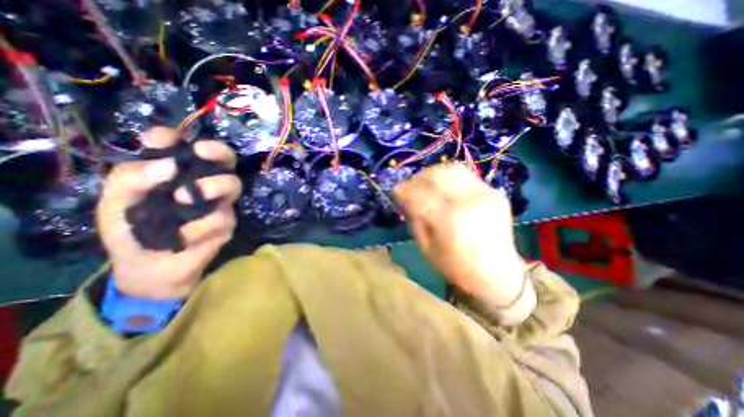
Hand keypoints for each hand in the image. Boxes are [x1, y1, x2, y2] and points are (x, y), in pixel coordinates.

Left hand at [96, 127, 240, 299]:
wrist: (148, 268)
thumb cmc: (130, 230)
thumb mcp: (116, 202)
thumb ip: (133, 178)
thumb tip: (170, 166)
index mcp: (176, 173)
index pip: (180, 147)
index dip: (173, 138)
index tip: (158, 141)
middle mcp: (203, 182)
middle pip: (226, 159)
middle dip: (218, 151)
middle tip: (201, 152)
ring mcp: (219, 203)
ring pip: (233, 184)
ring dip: (212, 187)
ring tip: (183, 200)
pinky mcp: (227, 224)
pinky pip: (221, 218)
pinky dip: (198, 227)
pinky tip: (182, 237)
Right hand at [394, 165, 528, 313]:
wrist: (498, 273)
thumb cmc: (457, 267)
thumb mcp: (426, 248)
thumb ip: (415, 218)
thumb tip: (404, 196)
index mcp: (451, 221)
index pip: (420, 195)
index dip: (404, 190)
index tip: (395, 191)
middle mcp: (469, 201)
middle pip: (437, 175)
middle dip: (417, 178)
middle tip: (409, 187)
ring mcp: (485, 193)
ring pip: (453, 169)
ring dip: (433, 174)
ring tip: (425, 184)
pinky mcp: (494, 192)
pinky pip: (466, 176)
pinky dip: (449, 178)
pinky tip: (444, 188)